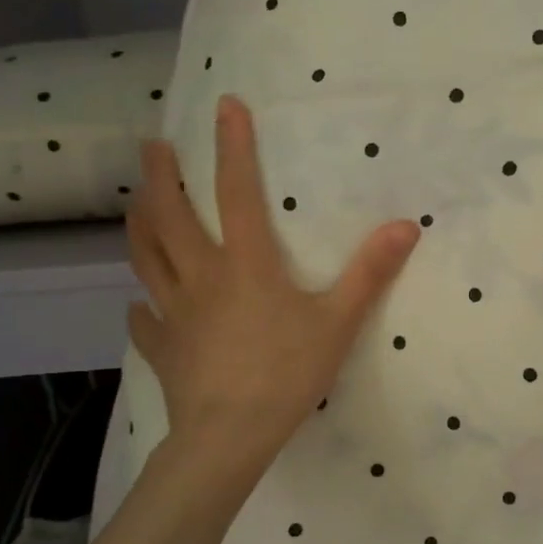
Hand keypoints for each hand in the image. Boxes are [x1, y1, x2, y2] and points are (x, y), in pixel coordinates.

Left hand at [125, 95, 420, 480]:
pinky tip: (138, 306)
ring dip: (139, 224)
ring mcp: (174, 313)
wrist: (229, 437)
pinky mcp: (163, 348)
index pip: (237, 192)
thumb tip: (406, 225)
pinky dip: (140, 307)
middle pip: (170, 216)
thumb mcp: (339, 321)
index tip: (226, 106)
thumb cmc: (287, 373)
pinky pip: (144, 320)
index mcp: (246, 264)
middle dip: (161, 177)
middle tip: (153, 147)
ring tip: (135, 202)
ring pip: (146, 257)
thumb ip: (370, 272)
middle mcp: (201, 277)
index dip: (233, 147)